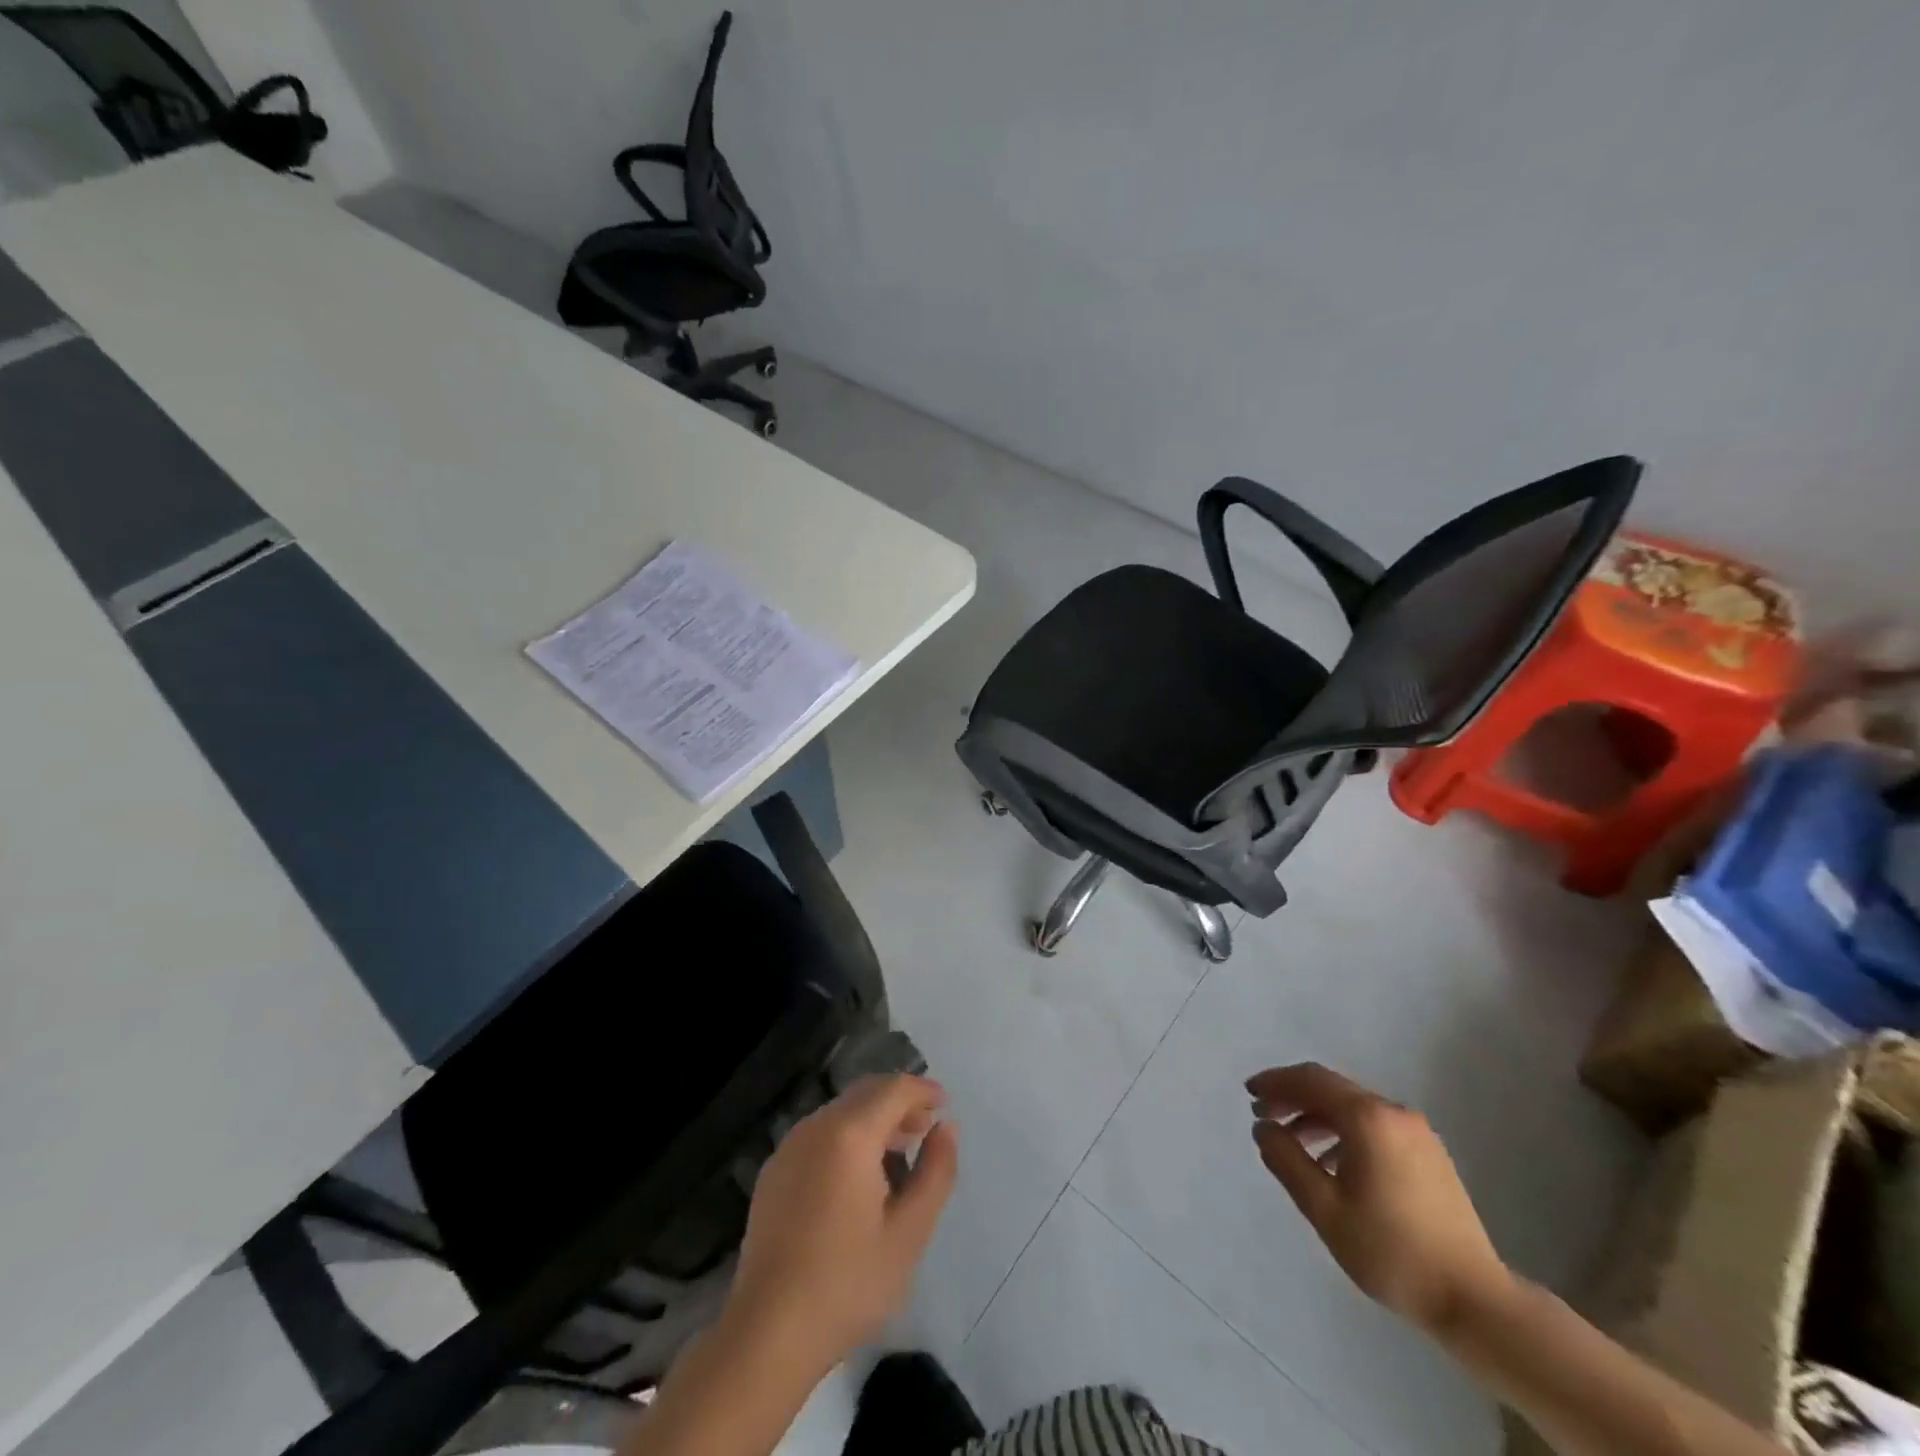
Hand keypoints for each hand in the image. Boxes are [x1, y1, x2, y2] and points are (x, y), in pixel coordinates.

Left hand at [725, 1074, 957, 1375]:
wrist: (767, 1332)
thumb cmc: (847, 1282)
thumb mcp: (909, 1233)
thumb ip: (936, 1172)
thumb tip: (946, 1127)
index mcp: (849, 1134)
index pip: (893, 1089)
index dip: (923, 1090)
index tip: (945, 1104)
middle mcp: (815, 1127)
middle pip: (865, 1093)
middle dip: (899, 1102)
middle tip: (926, 1129)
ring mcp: (789, 1148)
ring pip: (841, 1112)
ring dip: (873, 1120)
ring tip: (898, 1155)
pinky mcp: (773, 1172)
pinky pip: (819, 1135)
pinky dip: (847, 1137)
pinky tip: (858, 1178)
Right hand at [1247, 1062, 1511, 1334]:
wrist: (1475, 1301)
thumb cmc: (1391, 1251)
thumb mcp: (1324, 1208)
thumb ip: (1287, 1160)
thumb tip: (1263, 1127)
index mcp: (1367, 1118)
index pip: (1311, 1080)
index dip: (1275, 1082)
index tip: (1248, 1093)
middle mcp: (1393, 1113)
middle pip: (1332, 1089)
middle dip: (1293, 1097)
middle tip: (1262, 1114)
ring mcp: (1417, 1133)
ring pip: (1354, 1108)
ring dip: (1317, 1116)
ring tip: (1291, 1141)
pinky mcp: (1430, 1155)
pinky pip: (1374, 1126)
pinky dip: (1344, 1132)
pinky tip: (1331, 1163)